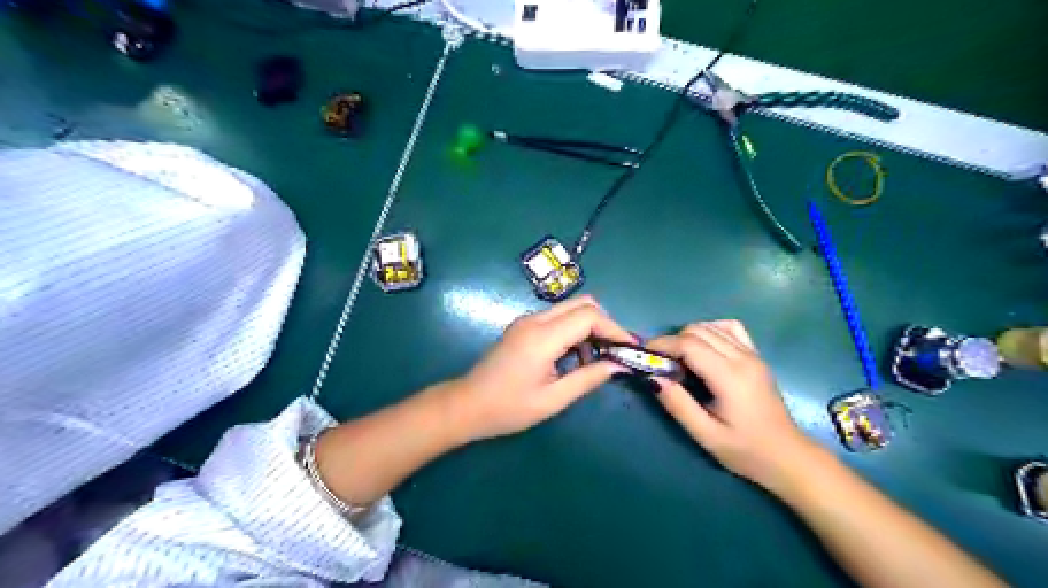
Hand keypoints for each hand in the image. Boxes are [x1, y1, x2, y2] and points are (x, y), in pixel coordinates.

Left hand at [447, 296, 633, 442]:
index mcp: (542, 337)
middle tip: (616, 352)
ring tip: (595, 361)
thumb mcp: (553, 399)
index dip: (614, 329)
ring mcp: (527, 320)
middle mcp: (535, 320)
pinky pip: (558, 319)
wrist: (467, 405)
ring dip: (589, 328)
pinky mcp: (524, 326)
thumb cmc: (508, 408)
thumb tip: (619, 365)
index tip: (629, 349)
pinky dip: (574, 332)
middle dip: (604, 324)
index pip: (589, 316)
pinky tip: (575, 358)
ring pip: (570, 309)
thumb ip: (588, 378)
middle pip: (582, 304)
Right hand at [644, 319, 821, 488]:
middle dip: (671, 340)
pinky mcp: (756, 356)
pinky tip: (703, 348)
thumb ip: (678, 404)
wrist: (788, 456)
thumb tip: (653, 378)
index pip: (689, 344)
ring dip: (688, 336)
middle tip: (658, 361)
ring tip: (678, 358)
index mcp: (729, 377)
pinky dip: (710, 330)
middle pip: (698, 330)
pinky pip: (730, 329)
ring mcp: (752, 354)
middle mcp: (742, 358)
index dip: (662, 344)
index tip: (644, 353)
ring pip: (711, 326)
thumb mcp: (706, 435)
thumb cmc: (745, 450)